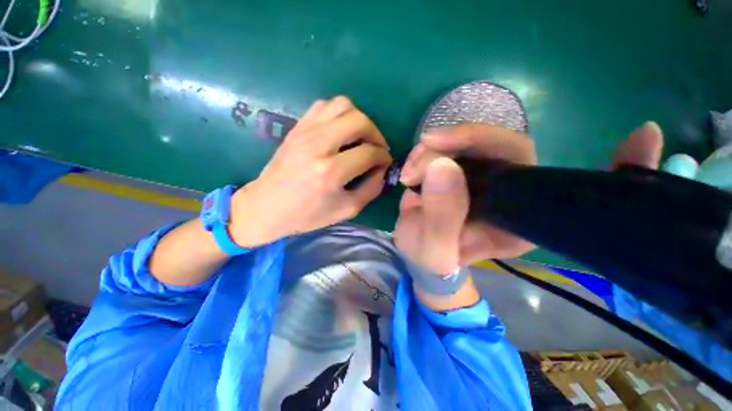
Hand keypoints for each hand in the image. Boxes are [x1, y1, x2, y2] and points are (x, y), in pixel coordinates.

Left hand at [229, 97, 392, 246]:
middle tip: (376, 148)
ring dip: (358, 119)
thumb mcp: (346, 210)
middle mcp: (318, 145)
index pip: (369, 153)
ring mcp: (305, 132)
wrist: (266, 207)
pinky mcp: (297, 127)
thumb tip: (382, 169)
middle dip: (376, 134)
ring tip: (360, 137)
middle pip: (359, 121)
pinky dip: (339, 114)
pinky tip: (341, 130)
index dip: (383, 157)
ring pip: (342, 105)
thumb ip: (371, 189)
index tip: (385, 162)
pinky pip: (323, 105)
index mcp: (330, 172)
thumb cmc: (307, 215)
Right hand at [393, 121, 663, 272]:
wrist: (420, 255)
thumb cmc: (432, 263)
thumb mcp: (434, 253)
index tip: (644, 136)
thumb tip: (442, 166)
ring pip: (470, 143)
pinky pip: (449, 148)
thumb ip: (442, 218)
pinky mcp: (461, 169)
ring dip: (433, 150)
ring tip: (409, 174)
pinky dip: (427, 152)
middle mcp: (512, 192)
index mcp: (521, 221)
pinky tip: (411, 169)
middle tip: (422, 155)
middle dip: (459, 143)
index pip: (555, 183)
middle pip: (503, 147)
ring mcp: (484, 177)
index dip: (602, 165)